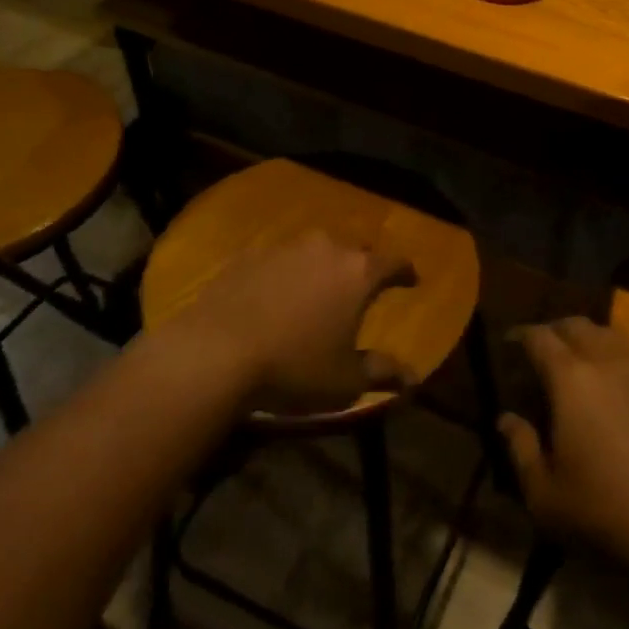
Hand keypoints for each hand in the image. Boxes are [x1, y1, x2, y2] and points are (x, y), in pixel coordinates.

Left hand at [172, 232, 415, 414]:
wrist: (215, 352)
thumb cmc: (294, 366)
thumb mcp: (345, 381)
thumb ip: (382, 372)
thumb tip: (412, 378)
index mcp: (358, 272)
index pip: (394, 262)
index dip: (405, 272)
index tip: (411, 280)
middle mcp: (326, 248)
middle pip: (355, 250)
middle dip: (362, 267)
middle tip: (361, 288)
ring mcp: (285, 248)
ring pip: (315, 250)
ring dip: (322, 267)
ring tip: (317, 290)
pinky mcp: (249, 256)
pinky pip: (278, 260)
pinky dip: (285, 273)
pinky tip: (275, 295)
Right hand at [502, 317, 628, 581]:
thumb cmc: (605, 510)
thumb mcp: (544, 494)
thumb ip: (520, 449)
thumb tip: (506, 419)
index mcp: (570, 377)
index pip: (539, 337)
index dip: (520, 336)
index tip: (509, 344)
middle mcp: (607, 360)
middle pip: (576, 325)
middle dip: (553, 331)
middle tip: (540, 352)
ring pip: (608, 334)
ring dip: (587, 339)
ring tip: (576, 363)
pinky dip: (614, 356)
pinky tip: (613, 385)